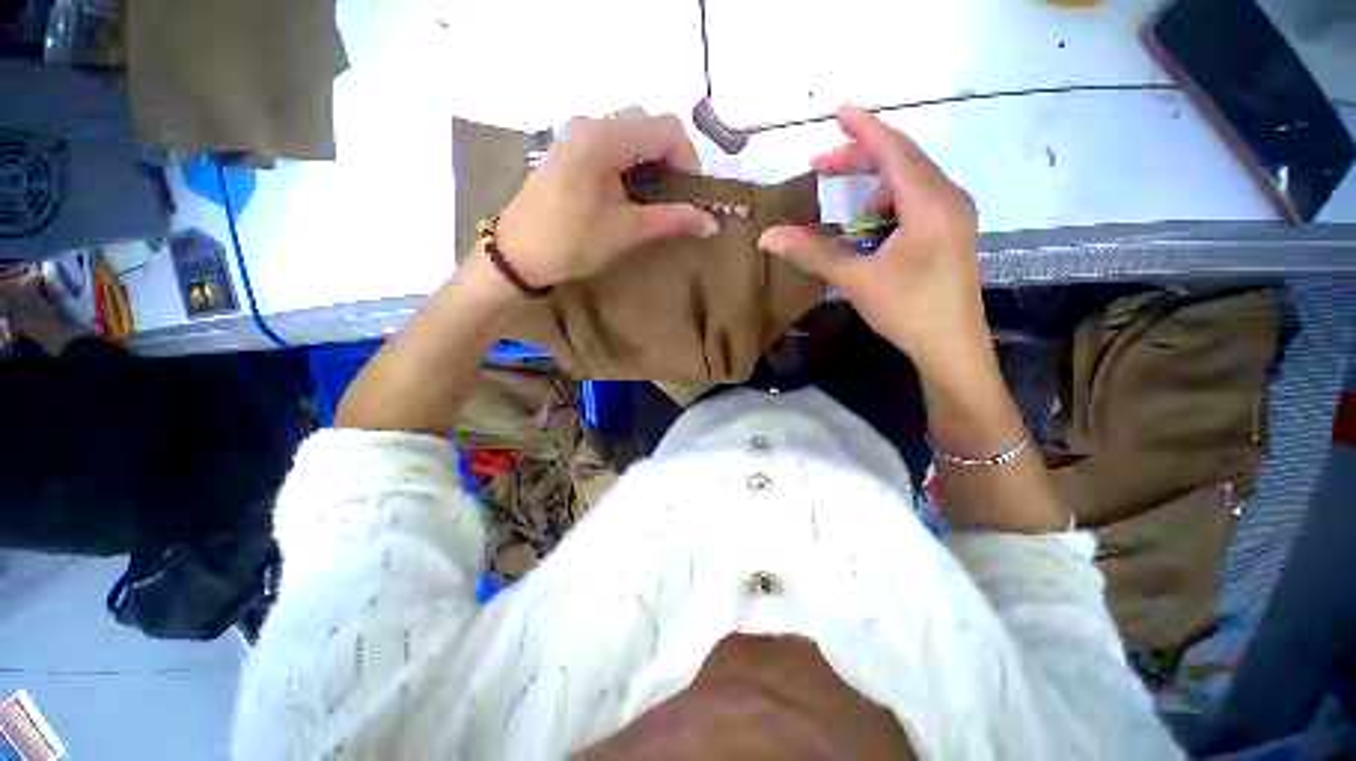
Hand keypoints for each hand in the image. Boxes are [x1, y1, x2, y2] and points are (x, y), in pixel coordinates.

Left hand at [493, 108, 720, 288]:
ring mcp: (575, 133)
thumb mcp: (627, 232)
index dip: (688, 157)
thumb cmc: (573, 243)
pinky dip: (630, 156)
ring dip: (650, 155)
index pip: (664, 128)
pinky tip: (629, 187)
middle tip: (676, 193)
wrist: (518, 254)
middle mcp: (589, 124)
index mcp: (604, 140)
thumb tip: (712, 223)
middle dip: (670, 154)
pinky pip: (610, 138)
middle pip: (647, 122)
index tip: (692, 193)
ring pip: (629, 128)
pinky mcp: (568, 147)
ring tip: (655, 192)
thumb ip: (672, 220)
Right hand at [758, 105, 990, 397]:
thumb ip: (812, 253)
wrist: (951, 347)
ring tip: (845, 197)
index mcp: (930, 203)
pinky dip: (890, 199)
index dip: (864, 130)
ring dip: (876, 180)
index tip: (838, 112)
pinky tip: (872, 222)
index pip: (894, 151)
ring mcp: (954, 214)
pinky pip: (919, 199)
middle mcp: (948, 198)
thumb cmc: (907, 310)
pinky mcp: (952, 231)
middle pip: (903, 160)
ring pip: (912, 179)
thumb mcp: (855, 279)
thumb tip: (768, 238)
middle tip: (822, 163)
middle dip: (862, 156)